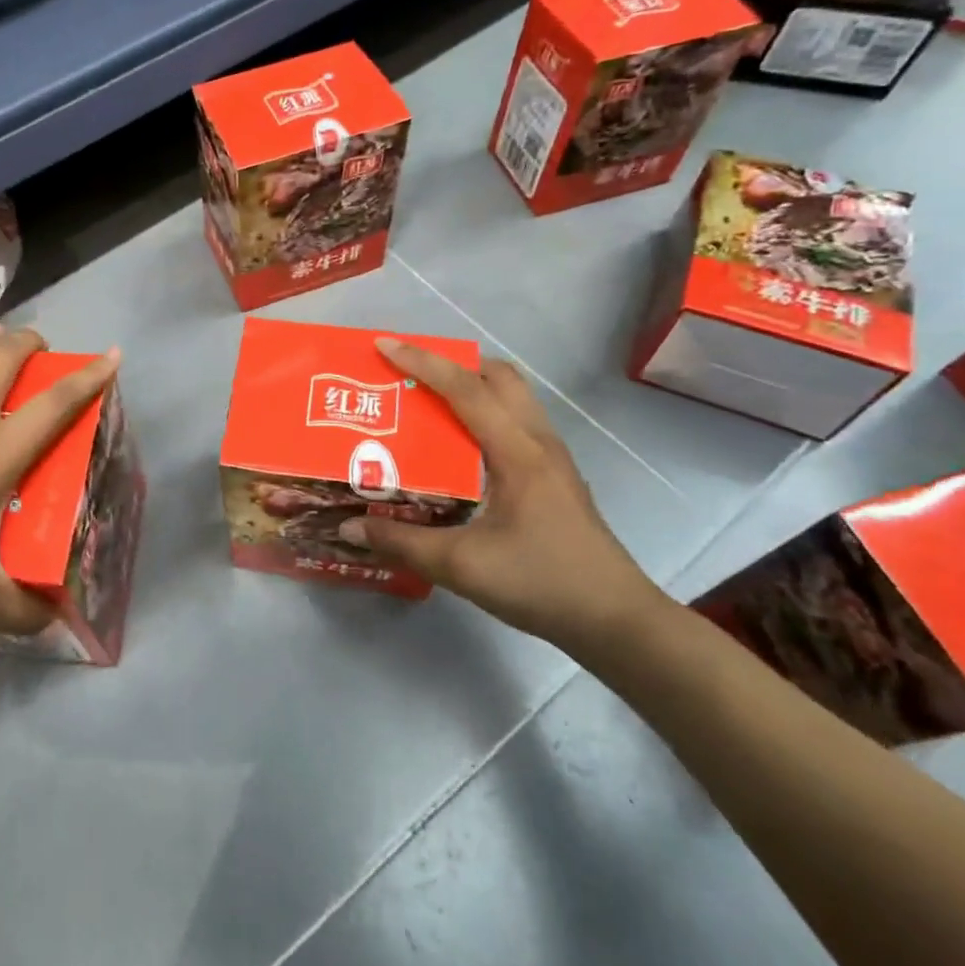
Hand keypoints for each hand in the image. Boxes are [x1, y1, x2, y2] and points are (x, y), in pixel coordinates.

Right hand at [338, 338, 662, 652]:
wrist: (615, 619)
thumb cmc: (542, 582)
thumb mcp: (462, 566)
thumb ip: (402, 543)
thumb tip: (348, 528)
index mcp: (517, 452)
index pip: (466, 389)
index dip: (423, 362)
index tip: (384, 346)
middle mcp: (538, 442)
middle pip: (499, 376)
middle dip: (453, 363)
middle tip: (410, 375)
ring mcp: (552, 458)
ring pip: (513, 397)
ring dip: (472, 386)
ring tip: (429, 403)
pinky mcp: (555, 476)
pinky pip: (516, 422)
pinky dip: (485, 413)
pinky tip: (460, 448)